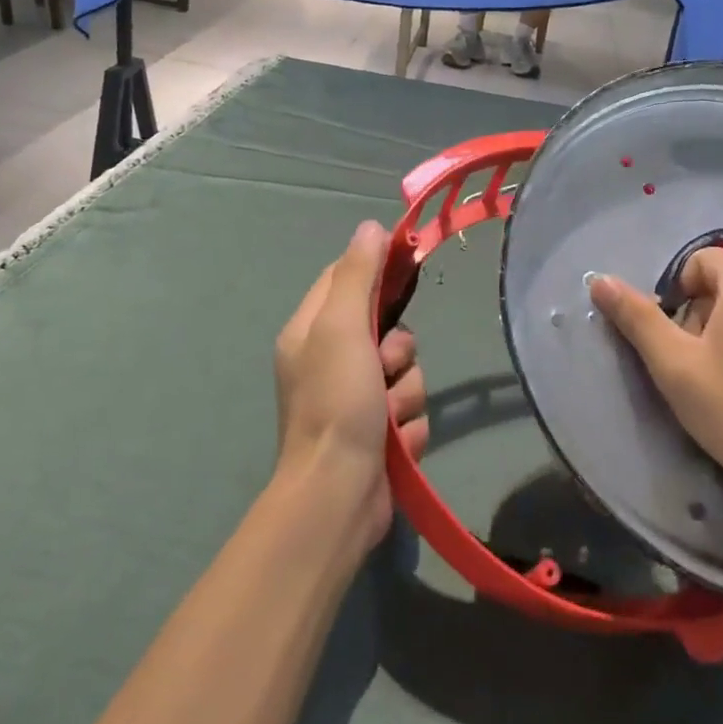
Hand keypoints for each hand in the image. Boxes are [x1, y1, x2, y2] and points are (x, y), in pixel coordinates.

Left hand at [273, 221, 428, 550]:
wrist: (338, 497)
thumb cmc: (335, 402)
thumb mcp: (341, 328)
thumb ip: (357, 275)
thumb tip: (370, 227)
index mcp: (311, 331)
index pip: (346, 278)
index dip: (377, 270)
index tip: (407, 263)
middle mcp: (331, 361)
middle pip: (387, 328)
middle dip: (398, 350)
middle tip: (385, 366)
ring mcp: (356, 400)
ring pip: (406, 372)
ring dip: (406, 393)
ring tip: (387, 417)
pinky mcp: (379, 434)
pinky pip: (411, 410)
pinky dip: (407, 426)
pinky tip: (392, 444)